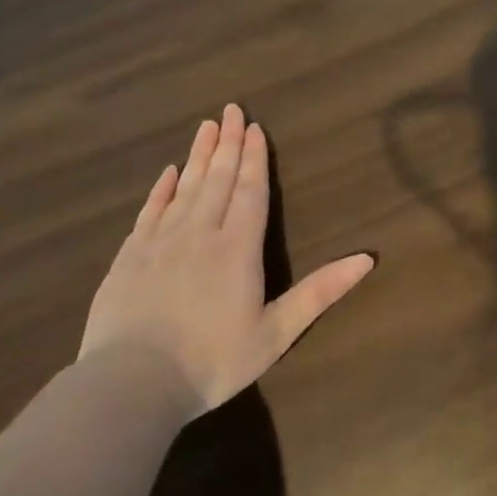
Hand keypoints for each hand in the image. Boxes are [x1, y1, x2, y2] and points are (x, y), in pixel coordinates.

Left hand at [78, 104, 375, 417]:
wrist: (131, 385)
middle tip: (231, 110)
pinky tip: (168, 172)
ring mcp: (161, 241)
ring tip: (206, 126)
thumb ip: (320, 292)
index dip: (255, 158)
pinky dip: (161, 189)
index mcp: (238, 248)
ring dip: (198, 156)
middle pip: (218, 179)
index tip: (254, 127)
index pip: (250, 191)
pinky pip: (150, 211)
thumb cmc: (212, 361)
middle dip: (228, 144)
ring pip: (185, 187)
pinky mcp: (130, 256)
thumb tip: (367, 259)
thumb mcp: (276, 333)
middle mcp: (200, 233)